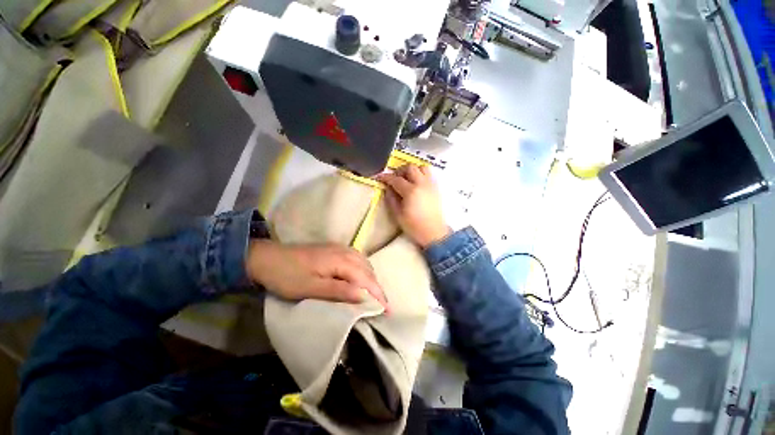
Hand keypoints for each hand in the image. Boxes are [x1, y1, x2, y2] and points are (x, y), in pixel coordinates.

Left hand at [246, 240, 388, 309]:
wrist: (269, 257)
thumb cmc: (288, 276)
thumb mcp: (311, 288)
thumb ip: (338, 290)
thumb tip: (363, 295)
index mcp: (340, 261)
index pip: (366, 279)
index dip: (378, 294)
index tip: (388, 310)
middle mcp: (345, 252)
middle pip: (368, 270)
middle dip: (378, 287)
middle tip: (382, 306)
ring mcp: (340, 248)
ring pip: (364, 263)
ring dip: (372, 279)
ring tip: (374, 295)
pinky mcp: (335, 249)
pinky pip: (357, 259)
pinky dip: (364, 270)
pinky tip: (361, 278)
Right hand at [377, 165, 450, 247]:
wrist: (434, 232)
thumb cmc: (414, 226)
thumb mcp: (398, 215)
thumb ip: (391, 199)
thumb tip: (388, 188)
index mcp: (411, 191)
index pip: (396, 179)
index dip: (386, 177)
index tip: (379, 177)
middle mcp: (422, 184)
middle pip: (410, 168)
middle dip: (399, 171)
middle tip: (394, 178)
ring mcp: (431, 184)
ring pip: (422, 167)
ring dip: (412, 170)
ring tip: (407, 178)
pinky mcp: (436, 188)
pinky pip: (429, 174)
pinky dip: (421, 173)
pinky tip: (416, 183)